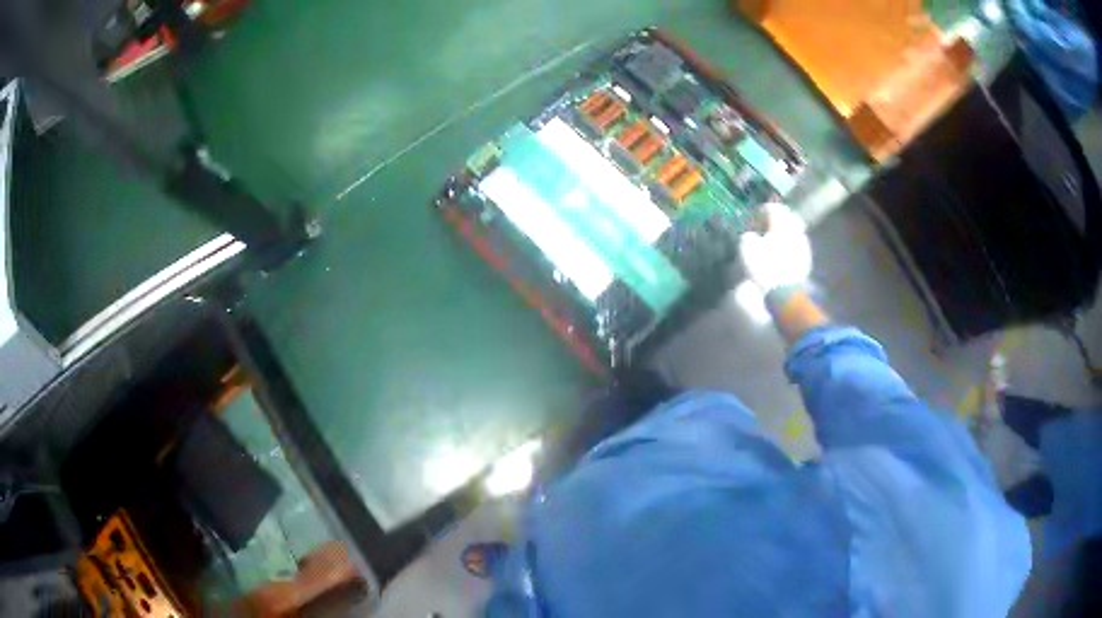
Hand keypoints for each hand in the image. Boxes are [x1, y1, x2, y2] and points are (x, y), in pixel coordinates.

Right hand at [739, 202, 811, 292]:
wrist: (785, 294)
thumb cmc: (764, 266)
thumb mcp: (746, 248)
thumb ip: (749, 236)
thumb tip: (752, 236)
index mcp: (782, 222)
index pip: (772, 208)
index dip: (760, 213)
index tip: (752, 222)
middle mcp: (796, 230)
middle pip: (786, 219)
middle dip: (774, 223)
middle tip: (762, 231)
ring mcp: (804, 246)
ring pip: (792, 233)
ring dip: (782, 236)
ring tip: (769, 246)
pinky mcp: (806, 261)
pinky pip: (795, 248)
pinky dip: (787, 248)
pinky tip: (778, 258)